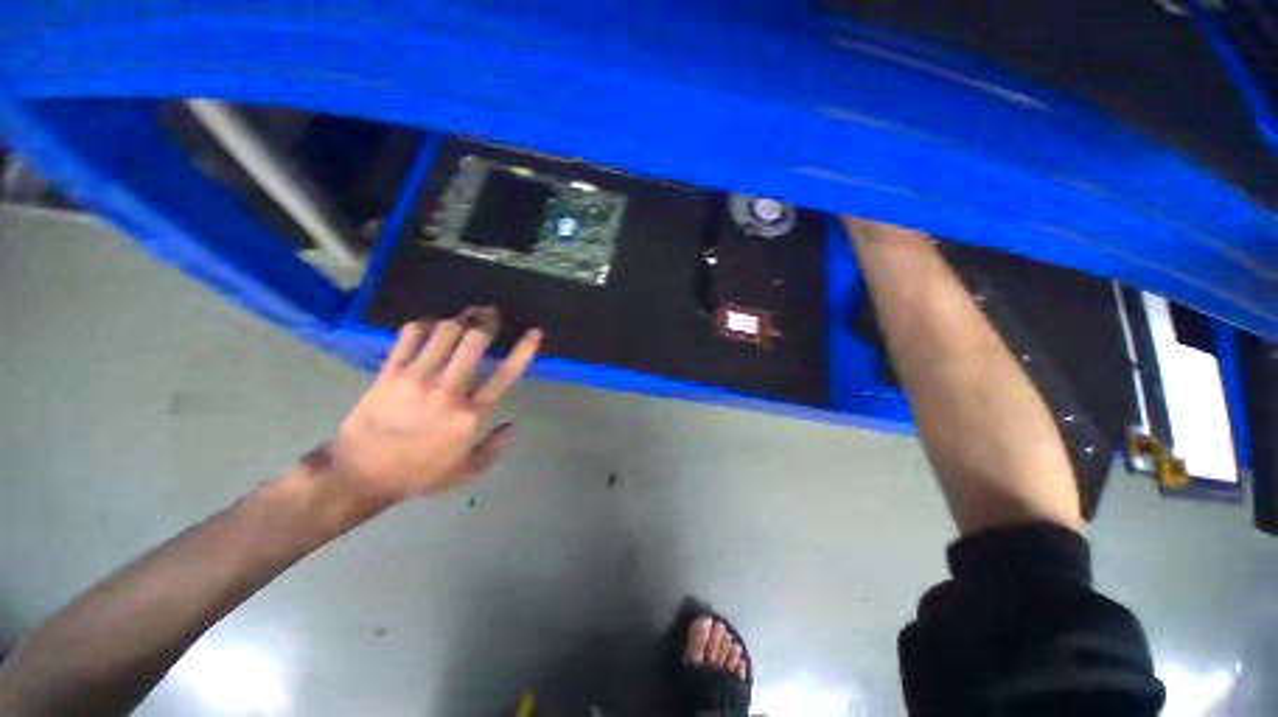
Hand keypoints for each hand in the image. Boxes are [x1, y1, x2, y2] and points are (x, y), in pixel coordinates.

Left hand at [304, 307, 541, 510]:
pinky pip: (411, 335)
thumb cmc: (417, 474)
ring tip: (468, 313)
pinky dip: (426, 323)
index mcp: (471, 414)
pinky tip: (433, 324)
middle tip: (492, 313)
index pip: (505, 373)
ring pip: (445, 331)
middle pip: (474, 341)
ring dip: (461, 318)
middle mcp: (448, 389)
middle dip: (488, 320)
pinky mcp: (390, 371)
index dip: (524, 349)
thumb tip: (513, 424)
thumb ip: (495, 447)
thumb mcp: (466, 471)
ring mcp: (416, 377)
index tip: (534, 332)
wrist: (358, 474)